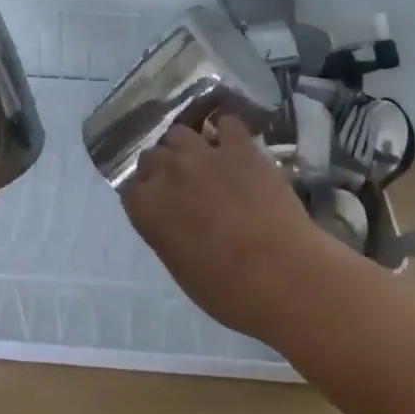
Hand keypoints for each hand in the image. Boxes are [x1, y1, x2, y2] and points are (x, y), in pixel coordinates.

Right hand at [120, 116, 345, 339]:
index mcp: (148, 208)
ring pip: (179, 132)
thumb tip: (172, 220)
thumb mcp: (181, 268)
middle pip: (152, 156)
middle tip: (180, 185)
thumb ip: (167, 233)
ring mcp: (204, 155)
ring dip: (185, 146)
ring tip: (200, 160)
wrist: (283, 276)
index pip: (131, 188)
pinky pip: (226, 122)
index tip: (156, 204)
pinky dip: (224, 130)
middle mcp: (168, 173)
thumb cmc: (229, 291)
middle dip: (162, 168)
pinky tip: (231, 143)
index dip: (144, 194)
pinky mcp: (241, 148)